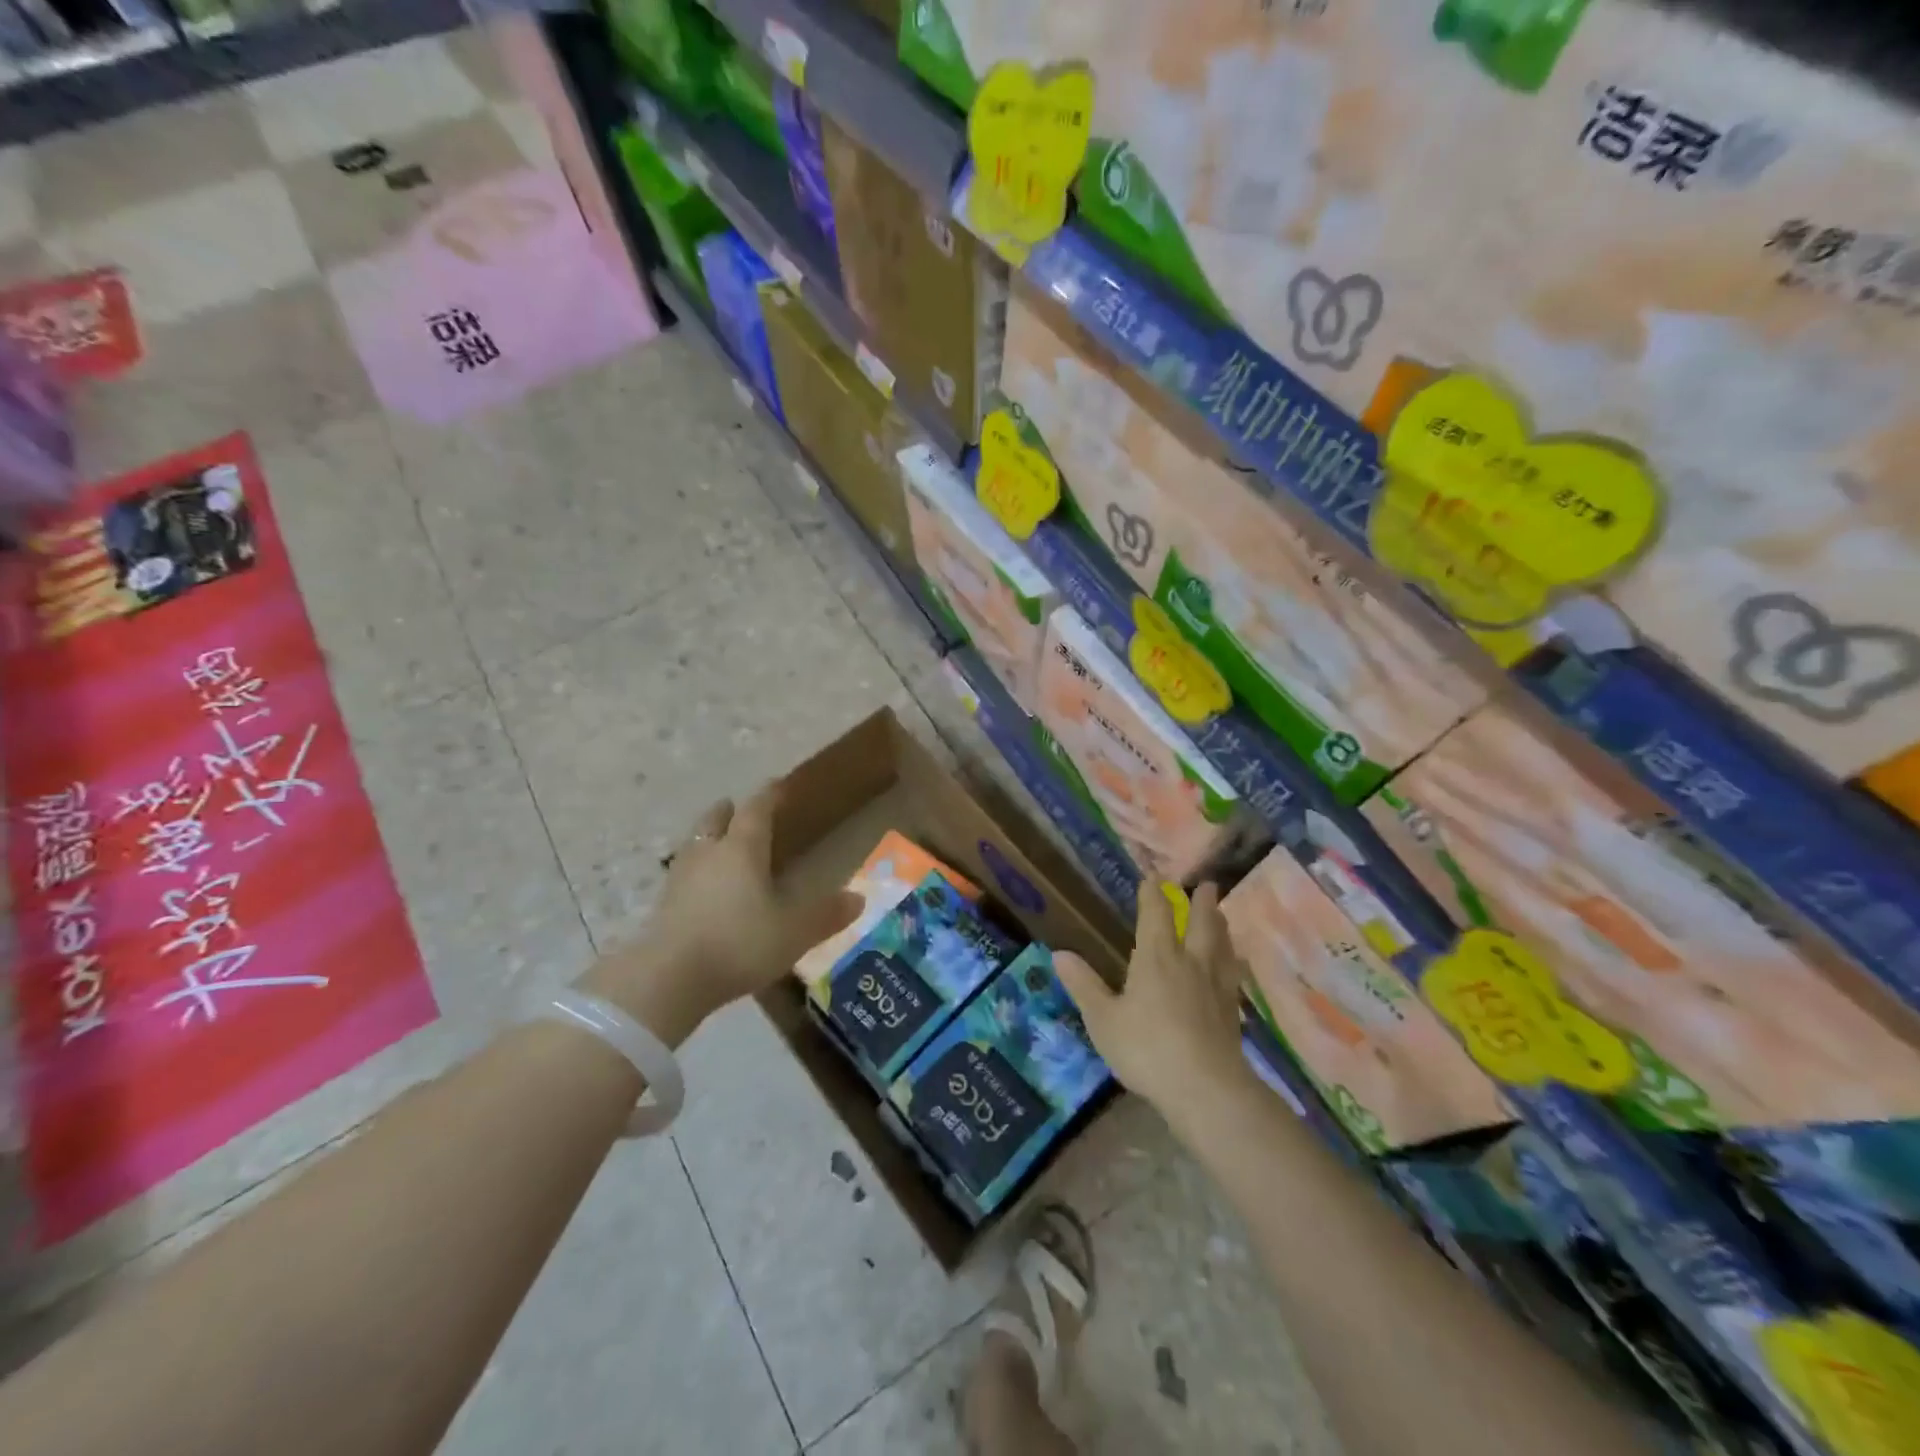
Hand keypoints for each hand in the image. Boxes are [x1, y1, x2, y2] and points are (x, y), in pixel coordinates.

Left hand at [581, 785, 859, 1041]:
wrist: (668, 978)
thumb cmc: (739, 943)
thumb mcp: (793, 932)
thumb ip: (826, 915)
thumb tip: (859, 898)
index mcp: (742, 849)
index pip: (757, 810)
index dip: (769, 795)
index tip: (777, 784)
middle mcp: (709, 853)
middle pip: (716, 820)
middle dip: (729, 812)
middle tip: (737, 808)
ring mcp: (680, 877)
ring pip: (695, 844)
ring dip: (707, 838)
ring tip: (718, 843)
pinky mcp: (662, 905)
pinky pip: (683, 873)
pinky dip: (695, 870)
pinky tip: (701, 886)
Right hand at [1054, 883, 1256, 1132]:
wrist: (1206, 1089)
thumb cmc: (1146, 1049)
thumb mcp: (1103, 1019)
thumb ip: (1084, 985)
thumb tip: (1059, 953)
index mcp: (1156, 957)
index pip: (1156, 914)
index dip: (1154, 893)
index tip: (1154, 876)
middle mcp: (1190, 962)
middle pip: (1201, 923)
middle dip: (1202, 902)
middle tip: (1208, 883)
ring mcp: (1216, 986)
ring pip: (1222, 945)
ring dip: (1221, 925)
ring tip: (1222, 914)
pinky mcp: (1232, 1011)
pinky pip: (1233, 973)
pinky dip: (1233, 960)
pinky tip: (1233, 965)